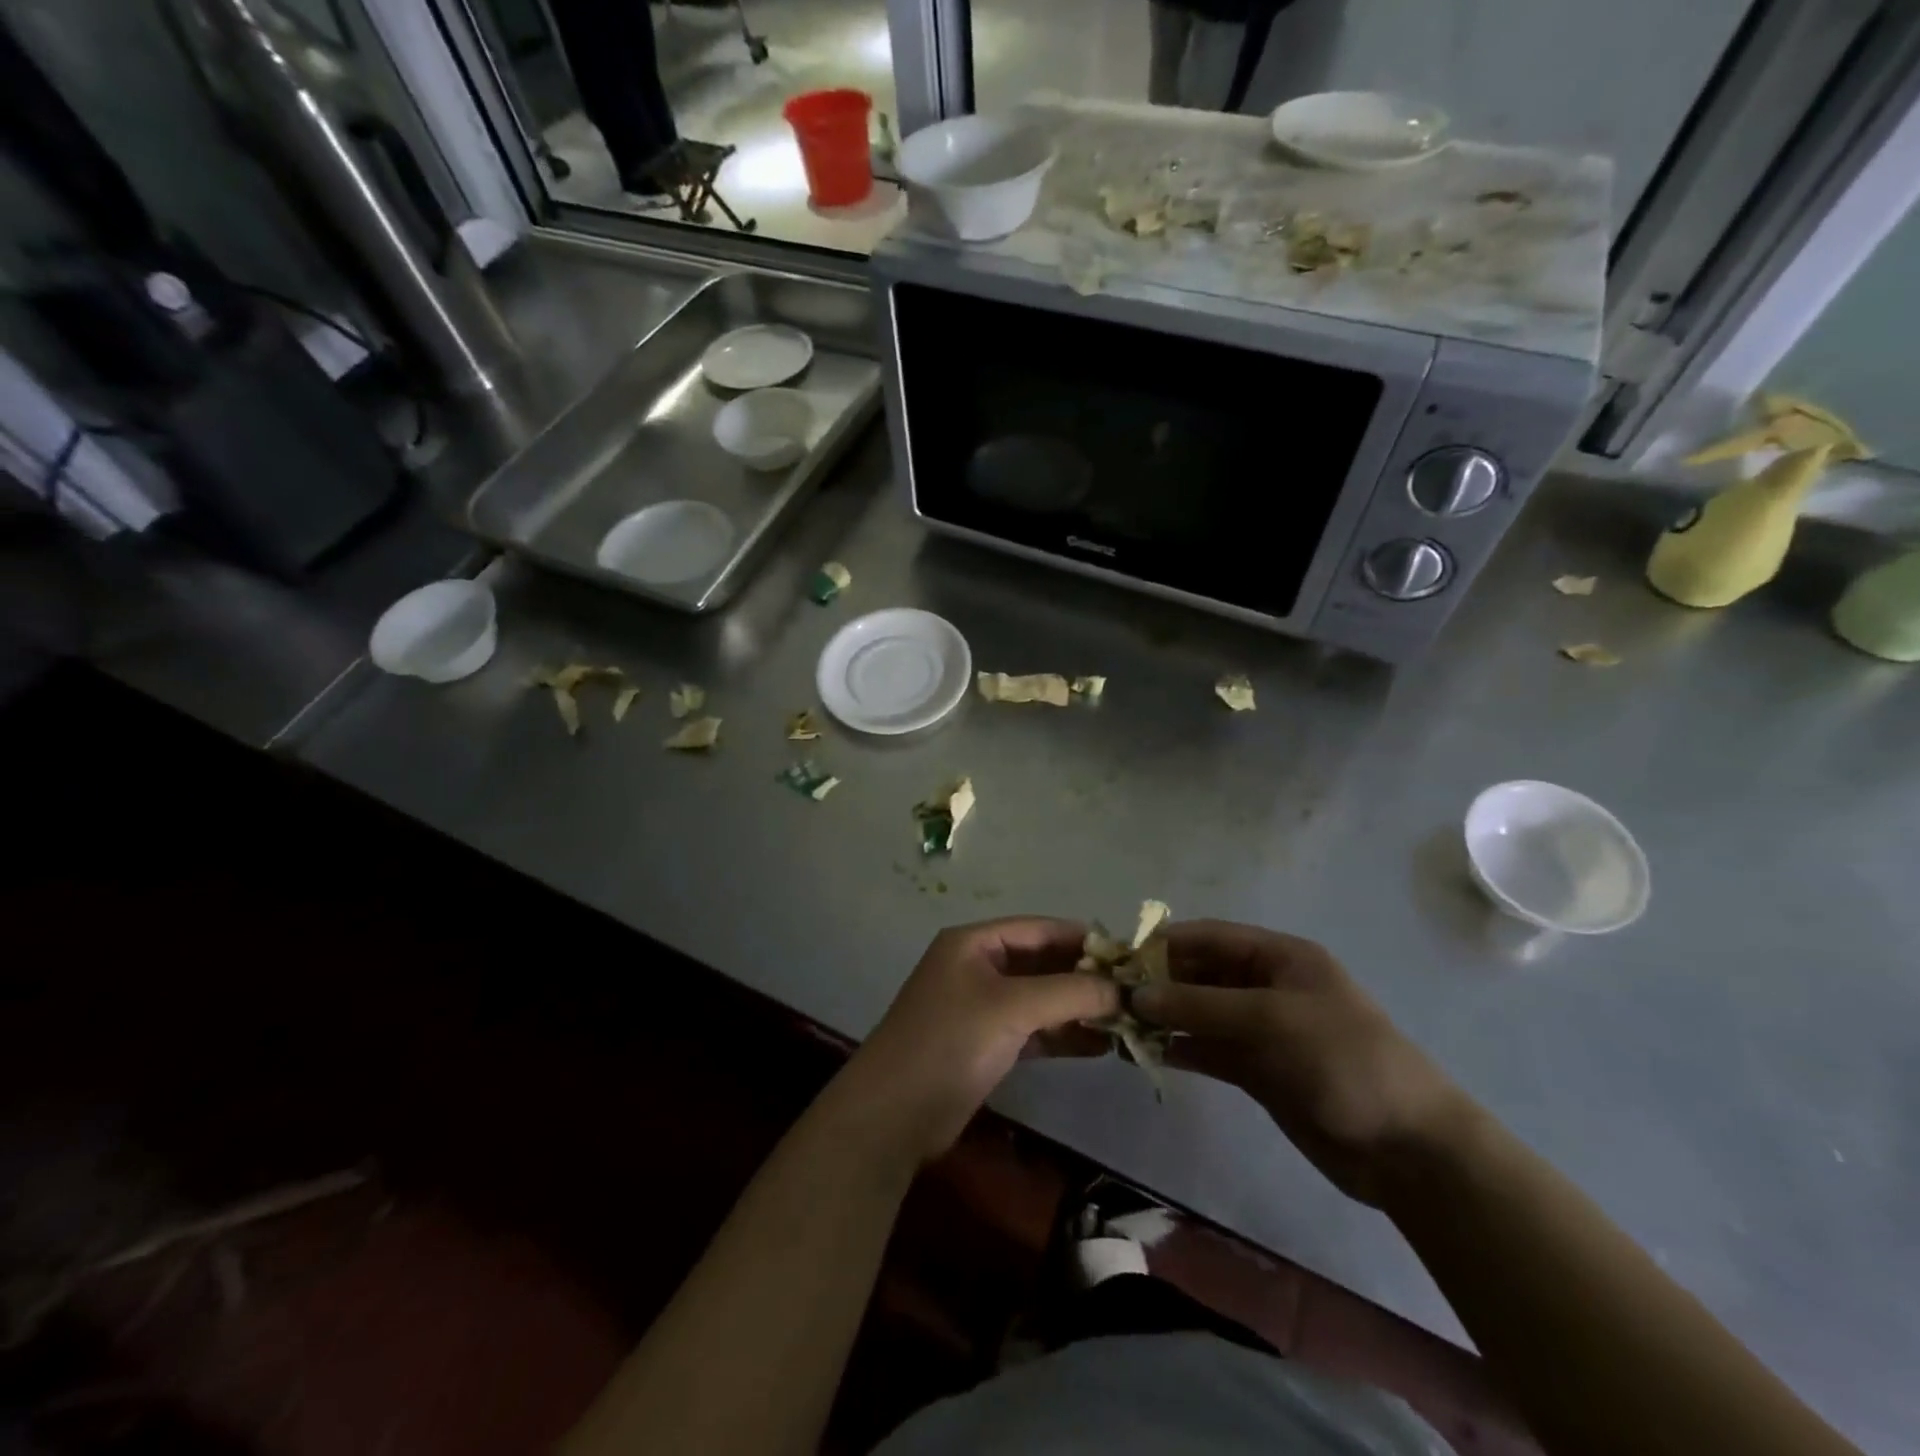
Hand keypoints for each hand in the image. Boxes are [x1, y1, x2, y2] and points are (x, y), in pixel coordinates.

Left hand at [834, 918, 1119, 1166]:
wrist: (894, 1114)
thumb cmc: (950, 1042)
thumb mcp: (1011, 1007)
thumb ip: (1069, 993)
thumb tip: (1122, 989)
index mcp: (974, 943)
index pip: (1039, 929)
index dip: (1083, 938)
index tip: (1129, 954)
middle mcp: (978, 968)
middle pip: (1042, 963)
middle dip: (1085, 977)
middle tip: (1135, 992)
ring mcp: (982, 1008)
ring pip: (1041, 999)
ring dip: (1079, 1009)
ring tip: (1127, 1022)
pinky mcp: (987, 1045)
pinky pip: (1035, 1031)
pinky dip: (1064, 1036)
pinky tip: (1101, 1046)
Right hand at [1132, 921, 1470, 1205]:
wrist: (1407, 1149)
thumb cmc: (1344, 1060)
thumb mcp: (1271, 1020)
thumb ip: (1201, 1005)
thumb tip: (1136, 994)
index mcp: (1280, 958)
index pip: (1211, 937)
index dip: (1166, 943)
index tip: (1120, 957)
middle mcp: (1266, 986)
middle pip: (1201, 974)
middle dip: (1159, 982)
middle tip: (1110, 996)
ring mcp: (1261, 1030)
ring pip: (1200, 1013)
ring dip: (1164, 1017)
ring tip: (1118, 1024)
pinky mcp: (1258, 1069)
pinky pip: (1209, 1049)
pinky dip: (1180, 1048)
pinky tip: (1145, 1052)